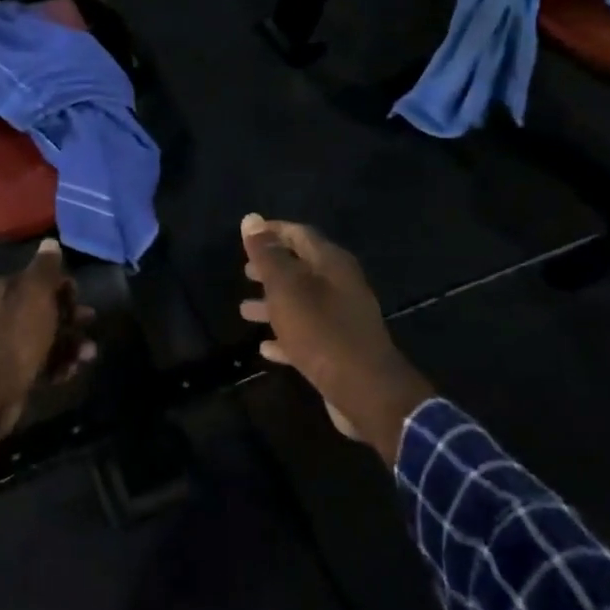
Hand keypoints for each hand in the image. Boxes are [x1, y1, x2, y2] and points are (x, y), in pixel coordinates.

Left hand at [0, 240, 94, 492]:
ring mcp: (7, 345)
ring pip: (47, 338)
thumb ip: (46, 269)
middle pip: (45, 309)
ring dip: (70, 344)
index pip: (38, 279)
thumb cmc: (15, 336)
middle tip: (90, 323)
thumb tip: (50, 242)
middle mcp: (2, 314)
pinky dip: (59, 365)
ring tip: (88, 355)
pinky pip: (43, 364)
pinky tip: (72, 371)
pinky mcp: (13, 373)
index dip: (62, 286)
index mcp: (4, 290)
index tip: (80, 297)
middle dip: (71, 316)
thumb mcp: (36, 294)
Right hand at [238, 214, 432, 463]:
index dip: (272, 232)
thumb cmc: (321, 331)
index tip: (248, 235)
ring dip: (274, 304)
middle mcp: (341, 285)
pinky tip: (265, 346)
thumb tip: (251, 219)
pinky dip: (286, 335)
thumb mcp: (287, 288)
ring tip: (245, 310)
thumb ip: (268, 255)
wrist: (365, 390)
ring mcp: (343, 318)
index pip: (299, 234)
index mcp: (332, 264)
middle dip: (272, 268)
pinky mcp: (340, 349)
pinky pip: (307, 334)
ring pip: (302, 303)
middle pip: (302, 268)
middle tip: (245, 272)